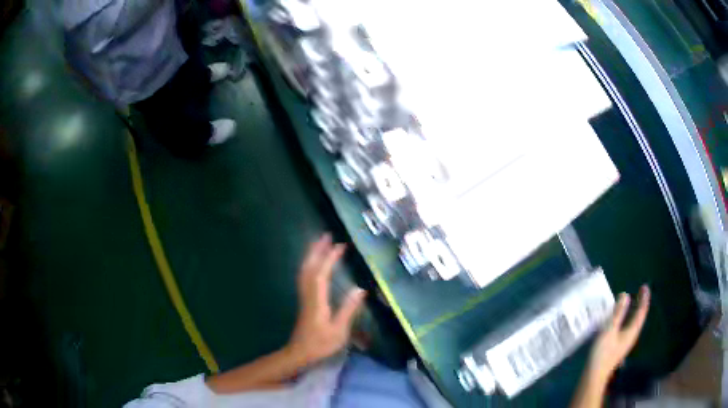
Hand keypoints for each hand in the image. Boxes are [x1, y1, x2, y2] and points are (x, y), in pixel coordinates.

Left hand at [287, 234, 366, 365]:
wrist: (300, 352)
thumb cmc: (321, 343)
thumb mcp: (338, 330)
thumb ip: (348, 309)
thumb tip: (361, 289)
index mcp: (317, 300)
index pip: (322, 274)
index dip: (330, 258)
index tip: (340, 246)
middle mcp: (308, 294)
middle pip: (309, 267)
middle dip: (317, 250)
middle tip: (326, 235)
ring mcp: (304, 296)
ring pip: (305, 270)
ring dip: (312, 255)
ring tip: (320, 243)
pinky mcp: (304, 300)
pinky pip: (304, 276)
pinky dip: (309, 264)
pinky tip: (315, 263)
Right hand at [588, 285, 650, 384]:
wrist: (594, 375)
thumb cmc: (603, 353)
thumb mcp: (609, 330)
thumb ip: (617, 313)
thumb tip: (625, 295)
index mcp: (632, 331)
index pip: (641, 312)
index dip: (644, 299)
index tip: (644, 287)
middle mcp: (632, 335)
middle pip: (639, 317)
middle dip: (641, 303)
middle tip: (641, 291)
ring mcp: (626, 342)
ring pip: (634, 322)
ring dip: (635, 311)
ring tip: (633, 301)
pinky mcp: (619, 346)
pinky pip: (628, 327)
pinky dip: (629, 318)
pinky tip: (622, 319)